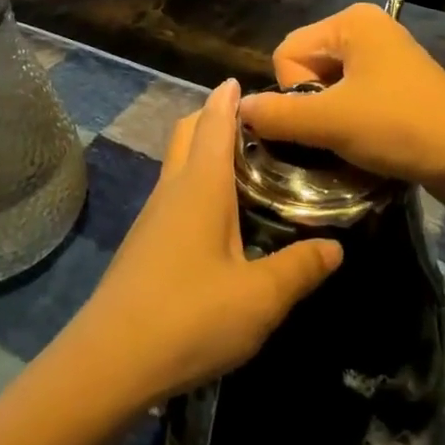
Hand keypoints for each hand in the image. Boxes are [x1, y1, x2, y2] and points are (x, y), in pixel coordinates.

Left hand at [68, 79, 342, 410]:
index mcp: (200, 185)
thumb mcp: (259, 298)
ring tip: (245, 166)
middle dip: (212, 116)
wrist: (109, 363)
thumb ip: (300, 269)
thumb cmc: (190, 317)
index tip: (246, 81)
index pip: (213, 122)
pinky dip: (194, 185)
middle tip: (254, 124)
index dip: (228, 97)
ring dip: (202, 151)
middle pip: (187, 132)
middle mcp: (172, 189)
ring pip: (177, 164)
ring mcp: (151, 217)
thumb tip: (336, 247)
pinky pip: (172, 195)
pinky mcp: (142, 245)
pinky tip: (218, 218)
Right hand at [239, 4, 444, 200]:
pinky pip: (353, 100)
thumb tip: (238, 110)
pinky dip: (351, 124)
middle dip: (312, 108)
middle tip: (338, 135)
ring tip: (352, 145)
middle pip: (306, 70)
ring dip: (330, 122)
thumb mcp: (331, 122)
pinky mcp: (398, 86)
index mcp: (351, 22)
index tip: (326, 119)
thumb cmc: (400, 128)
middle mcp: (368, 29)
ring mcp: (386, 58)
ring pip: (328, 90)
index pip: (286, 54)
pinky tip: (366, 146)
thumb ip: (277, 115)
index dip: (294, 93)